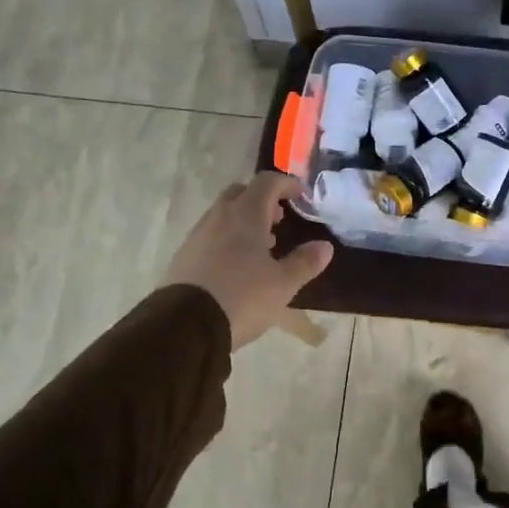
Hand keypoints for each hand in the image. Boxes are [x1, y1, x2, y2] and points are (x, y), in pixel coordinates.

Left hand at [163, 173, 332, 349]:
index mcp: (245, 215)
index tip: (301, 196)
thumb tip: (325, 246)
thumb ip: (305, 262)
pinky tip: (236, 267)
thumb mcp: (283, 284)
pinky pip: (210, 236)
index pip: (267, 182)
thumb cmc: (242, 297)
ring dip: (244, 222)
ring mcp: (197, 236)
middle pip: (240, 193)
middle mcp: (218, 217)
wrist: (184, 326)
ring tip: (261, 248)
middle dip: (262, 201)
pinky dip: (227, 239)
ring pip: (223, 215)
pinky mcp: (183, 256)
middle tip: (279, 220)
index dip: (286, 184)